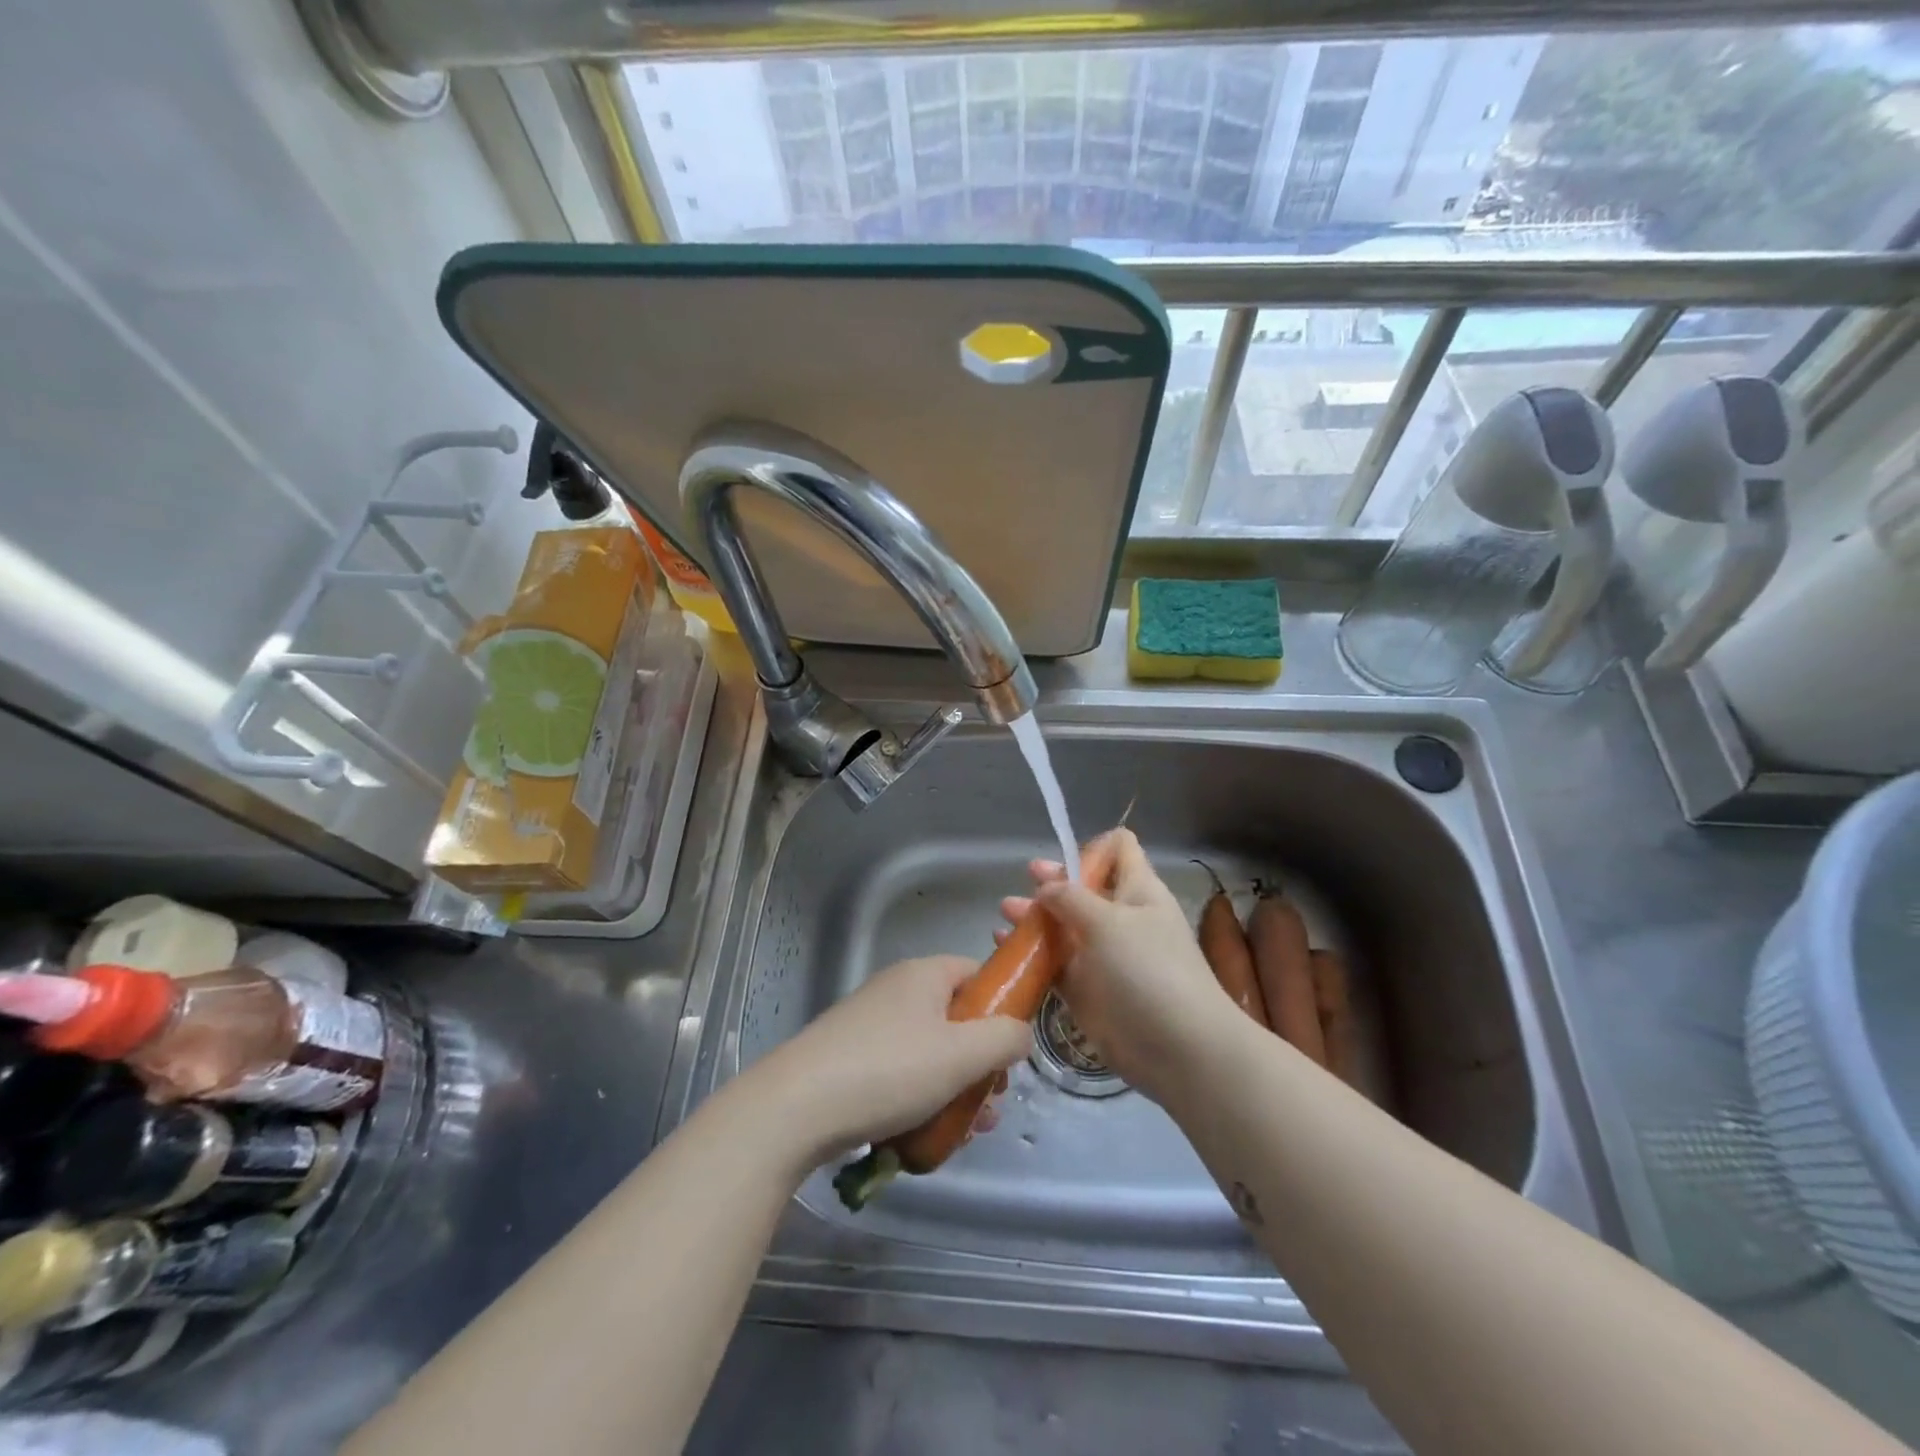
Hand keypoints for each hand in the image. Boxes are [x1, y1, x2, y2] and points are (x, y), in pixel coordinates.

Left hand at [749, 955, 1031, 1166]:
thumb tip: (1020, 1033)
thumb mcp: (961, 1054)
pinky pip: (900, 1073)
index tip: (1011, 1050)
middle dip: (980, 1063)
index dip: (1001, 1006)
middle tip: (991, 1103)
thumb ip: (1004, 1038)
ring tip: (966, 1133)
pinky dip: (920, 1100)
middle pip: (955, 1019)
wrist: (796, 1108)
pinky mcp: (850, 1060)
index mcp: (923, 975)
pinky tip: (927, 1137)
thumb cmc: (889, 1070)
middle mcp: (896, 991)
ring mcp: (869, 1026)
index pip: (976, 973)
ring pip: (930, 1053)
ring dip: (955, 1089)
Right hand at [998, 829, 1232, 1103]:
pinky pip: (1055, 965)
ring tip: (1005, 913)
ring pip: (1064, 927)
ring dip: (1035, 917)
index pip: (1119, 849)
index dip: (1091, 848)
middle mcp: (1121, 919)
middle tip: (1025, 883)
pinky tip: (1005, 947)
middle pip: (1084, 888)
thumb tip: (1046, 886)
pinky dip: (1032, 955)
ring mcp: (1104, 957)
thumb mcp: (1109, 922)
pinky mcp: (1088, 991)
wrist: (1180, 1051)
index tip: (1062, 859)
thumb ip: (1071, 898)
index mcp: (1138, 891)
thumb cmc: (1149, 971)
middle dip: (1052, 883)